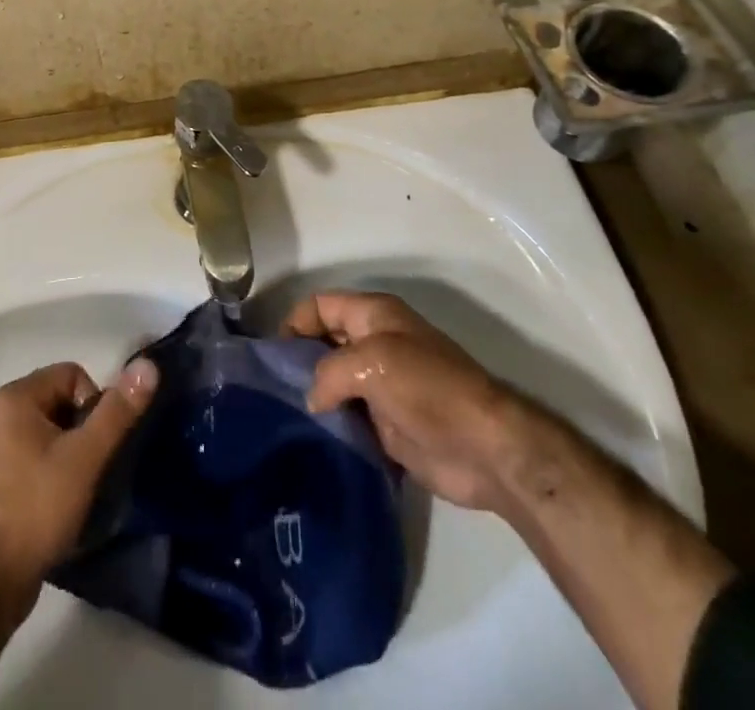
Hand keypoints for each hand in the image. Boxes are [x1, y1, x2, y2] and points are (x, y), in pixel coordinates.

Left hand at [0, 358, 158, 625]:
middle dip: (84, 433)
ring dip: (72, 457)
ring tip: (80, 492)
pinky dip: (54, 476)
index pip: (73, 375)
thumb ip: (117, 412)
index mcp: (16, 397)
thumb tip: (148, 366)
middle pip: (62, 404)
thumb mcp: (84, 458)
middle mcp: (1, 415)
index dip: (95, 404)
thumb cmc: (35, 508)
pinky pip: (37, 461)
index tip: (98, 446)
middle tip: (93, 470)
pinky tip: (61, 509)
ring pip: (51, 435)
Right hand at [282, 291, 525, 511]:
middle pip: (324, 343)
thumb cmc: (427, 387)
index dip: (294, 322)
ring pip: (334, 383)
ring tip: (284, 417)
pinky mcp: (387, 425)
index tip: (272, 356)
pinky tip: (312, 439)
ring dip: (314, 397)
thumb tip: (312, 398)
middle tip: (272, 389)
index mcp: (373, 315)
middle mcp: (374, 344)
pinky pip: (348, 418)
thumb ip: (329, 372)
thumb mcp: (371, 363)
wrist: (483, 448)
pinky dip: (332, 425)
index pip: (320, 305)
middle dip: (299, 361)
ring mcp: (381, 385)